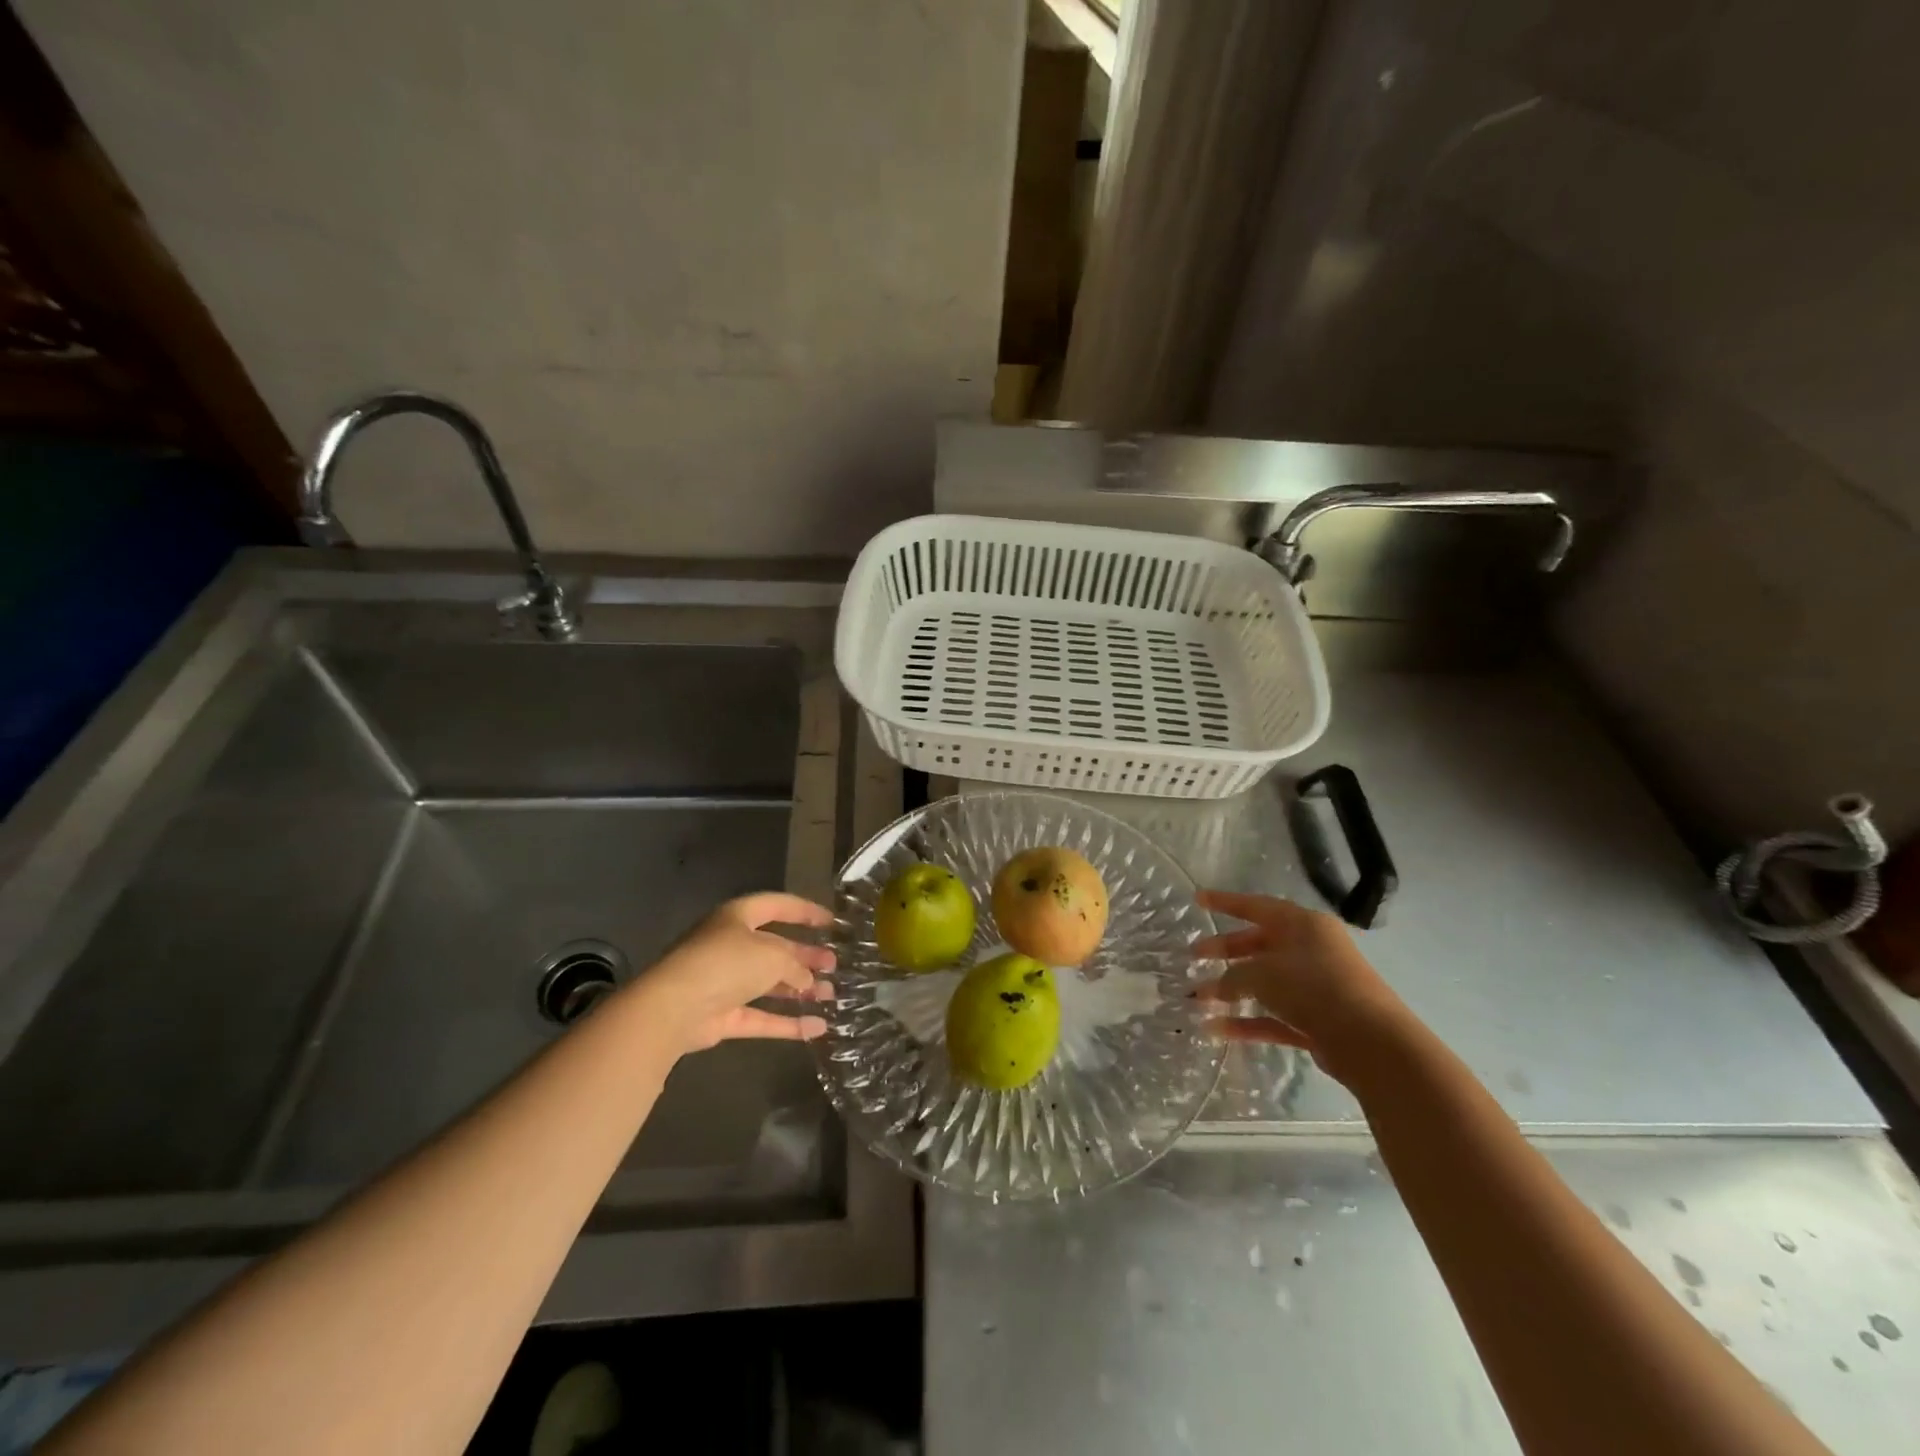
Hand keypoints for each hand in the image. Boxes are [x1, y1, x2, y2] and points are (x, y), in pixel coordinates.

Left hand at [631, 893, 834, 1055]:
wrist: (674, 1008)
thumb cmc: (726, 963)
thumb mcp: (772, 954)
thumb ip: (795, 964)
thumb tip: (806, 980)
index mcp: (738, 918)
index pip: (777, 906)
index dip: (805, 911)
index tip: (831, 921)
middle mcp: (730, 946)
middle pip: (775, 947)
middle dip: (805, 955)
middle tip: (833, 963)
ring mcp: (725, 983)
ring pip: (769, 983)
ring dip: (799, 989)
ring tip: (831, 993)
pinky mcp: (723, 1016)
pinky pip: (761, 1017)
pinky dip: (787, 1023)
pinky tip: (817, 1027)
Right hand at [1193, 889, 1407, 1081]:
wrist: (1371, 1042)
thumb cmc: (1314, 987)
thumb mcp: (1263, 974)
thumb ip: (1232, 977)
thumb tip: (1213, 988)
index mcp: (1303, 925)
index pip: (1256, 906)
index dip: (1225, 902)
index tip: (1197, 900)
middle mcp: (1311, 950)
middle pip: (1260, 944)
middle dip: (1225, 950)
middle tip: (1194, 955)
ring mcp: (1316, 987)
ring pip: (1265, 983)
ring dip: (1231, 990)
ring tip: (1197, 998)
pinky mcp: (1318, 1021)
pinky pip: (1274, 1015)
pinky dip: (1247, 1021)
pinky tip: (1216, 1029)